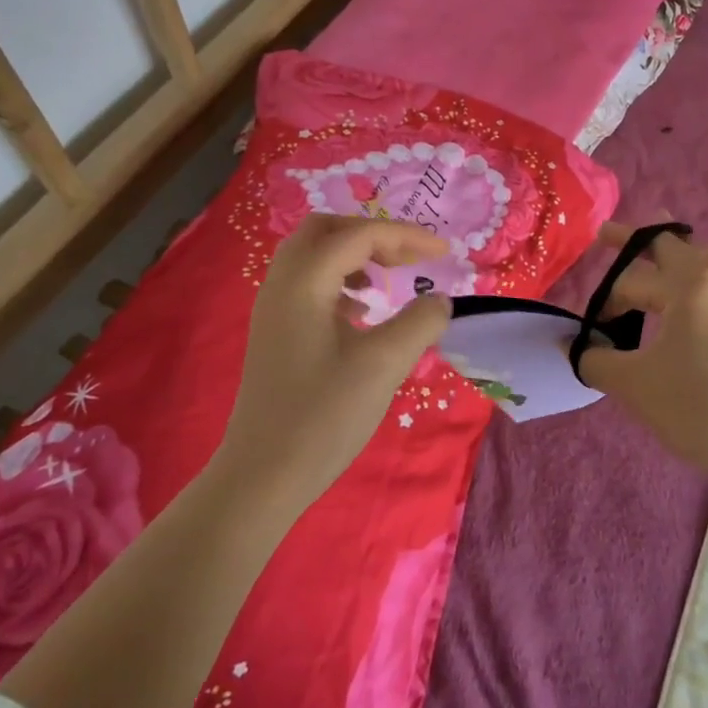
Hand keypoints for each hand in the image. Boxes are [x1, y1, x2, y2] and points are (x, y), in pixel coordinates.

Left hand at [216, 213, 452, 515]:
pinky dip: (340, 281)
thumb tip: (439, 301)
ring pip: (315, 255)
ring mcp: (273, 309)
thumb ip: (420, 322)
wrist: (262, 477)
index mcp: (303, 282)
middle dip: (373, 235)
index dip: (406, 236)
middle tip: (409, 258)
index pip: (359, 235)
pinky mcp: (275, 333)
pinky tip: (362, 313)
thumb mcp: (384, 365)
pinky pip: (309, 284)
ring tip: (387, 281)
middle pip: (327, 230)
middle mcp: (281, 284)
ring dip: (354, 256)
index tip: (445, 252)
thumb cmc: (322, 416)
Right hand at [578, 225, 707, 498]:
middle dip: (636, 240)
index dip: (607, 301)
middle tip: (607, 235)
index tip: (592, 328)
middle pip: (672, 247)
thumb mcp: (633, 385)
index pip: (632, 281)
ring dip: (677, 253)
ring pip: (707, 258)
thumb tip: (571, 346)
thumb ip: (594, 358)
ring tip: (657, 248)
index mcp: (688, 286)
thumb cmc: (696, 410)